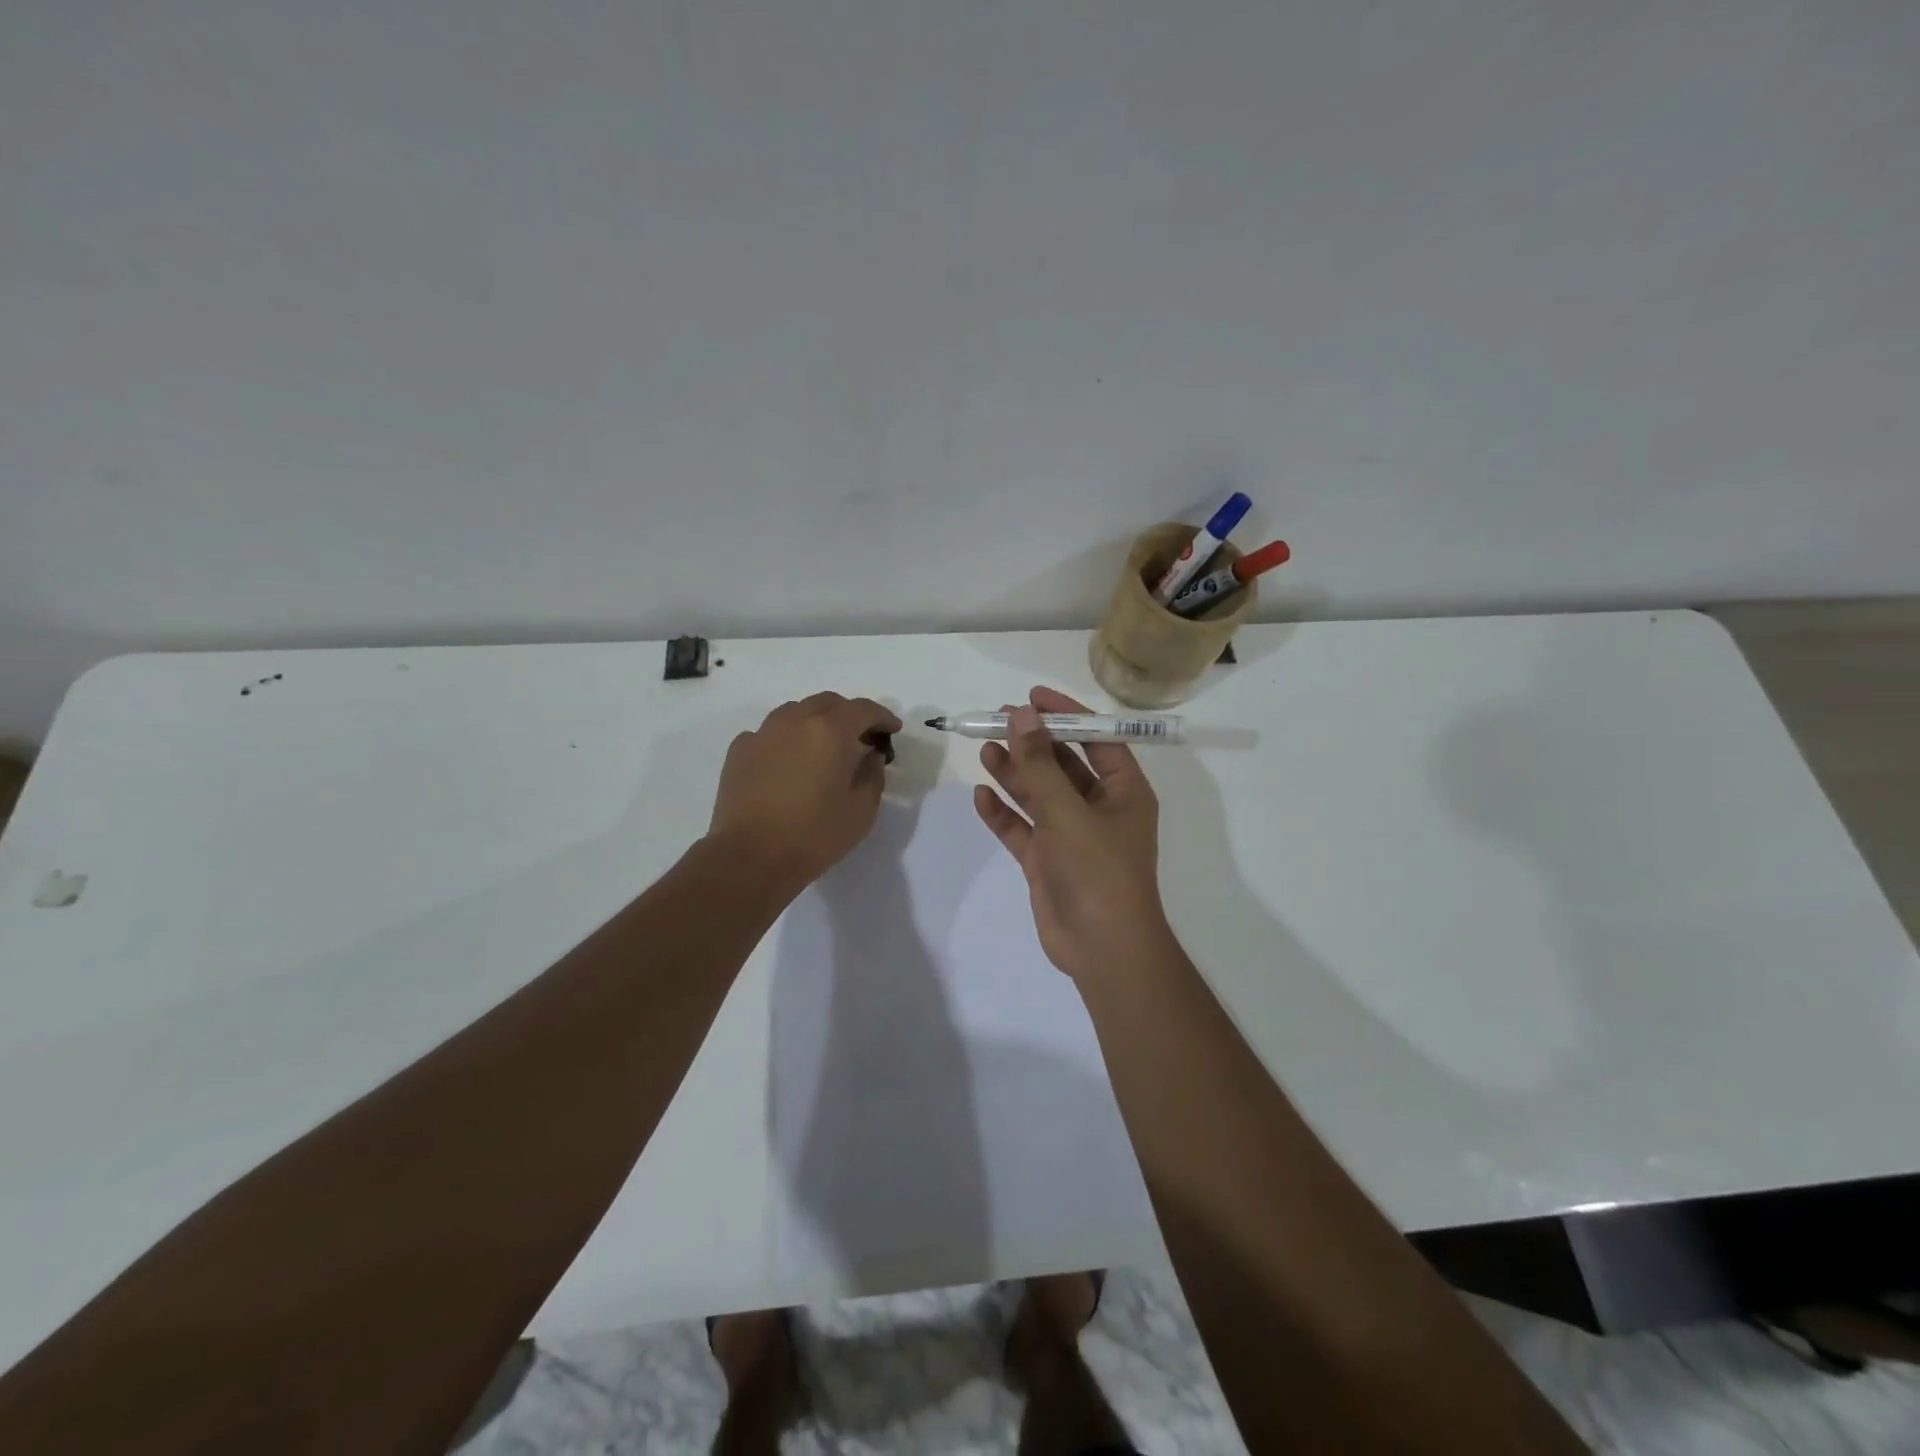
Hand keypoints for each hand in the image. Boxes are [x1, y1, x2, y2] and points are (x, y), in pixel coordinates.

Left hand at [708, 692, 901, 897]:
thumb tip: (870, 755)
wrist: (750, 858)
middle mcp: (795, 721)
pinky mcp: (739, 750)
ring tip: (823, 747)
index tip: (892, 730)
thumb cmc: (814, 836)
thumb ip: (873, 774)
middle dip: (849, 714)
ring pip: (795, 712)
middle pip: (828, 702)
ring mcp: (762, 733)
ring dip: (816, 721)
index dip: (882, 716)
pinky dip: (786, 739)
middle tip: (861, 737)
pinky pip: (769, 732)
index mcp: (830, 732)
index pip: (863, 709)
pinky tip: (789, 762)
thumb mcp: (862, 811)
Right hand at [974, 687, 1172, 982]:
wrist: (1102, 950)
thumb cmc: (1098, 871)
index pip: (1097, 739)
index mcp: (1123, 791)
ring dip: (1014, 773)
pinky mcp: (1048, 861)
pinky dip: (1004, 813)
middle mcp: (1099, 808)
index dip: (1066, 714)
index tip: (1032, 697)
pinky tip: (981, 796)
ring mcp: (1071, 836)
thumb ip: (1040, 764)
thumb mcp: (1068, 811)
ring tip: (984, 749)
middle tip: (997, 720)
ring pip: (1039, 794)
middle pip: (1063, 764)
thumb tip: (1021, 715)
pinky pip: (1023, 829)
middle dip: (1032, 743)